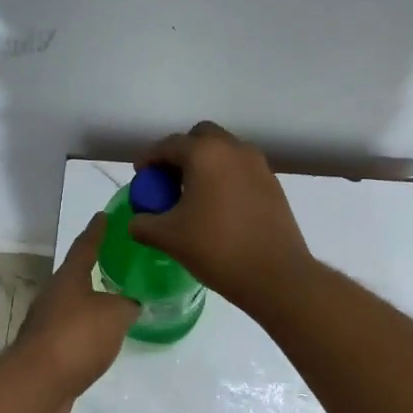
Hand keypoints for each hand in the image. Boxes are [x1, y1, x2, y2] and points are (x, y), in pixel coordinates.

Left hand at [10, 212, 139, 412]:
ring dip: (92, 306)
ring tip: (116, 306)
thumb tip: (130, 305)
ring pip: (73, 308)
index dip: (96, 231)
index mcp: (68, 279)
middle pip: (75, 278)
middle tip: (117, 265)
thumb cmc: (77, 337)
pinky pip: (73, 335)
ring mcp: (45, 326)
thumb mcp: (115, 315)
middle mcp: (53, 297)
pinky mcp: (46, 353)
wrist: (38, 385)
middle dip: (93, 271)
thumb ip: (127, 305)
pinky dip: (88, 334)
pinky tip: (102, 342)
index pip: (85, 247)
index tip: (103, 216)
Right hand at [128, 121, 312, 313]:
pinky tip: (219, 208)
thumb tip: (137, 221)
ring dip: (205, 165)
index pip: (169, 145)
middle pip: (201, 138)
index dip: (150, 159)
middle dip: (181, 154)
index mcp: (205, 154)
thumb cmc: (217, 249)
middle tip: (169, 182)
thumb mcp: (169, 238)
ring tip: (193, 196)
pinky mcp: (273, 184)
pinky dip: (225, 178)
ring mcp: (258, 165)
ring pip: (224, 152)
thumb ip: (144, 223)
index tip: (141, 177)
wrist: (275, 274)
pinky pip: (241, 170)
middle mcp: (234, 149)